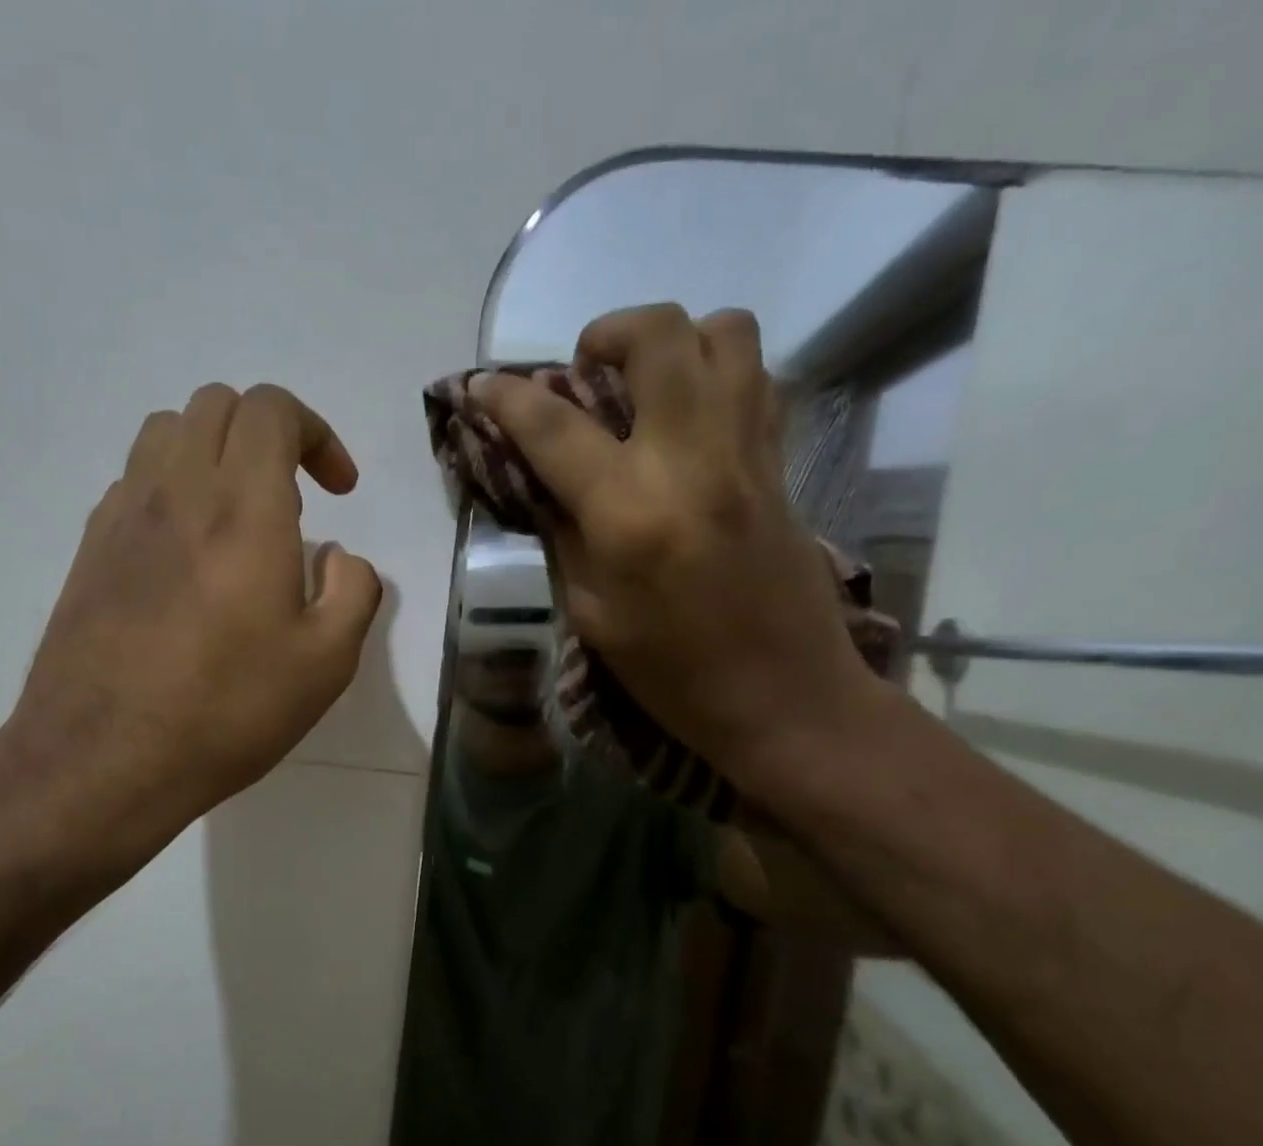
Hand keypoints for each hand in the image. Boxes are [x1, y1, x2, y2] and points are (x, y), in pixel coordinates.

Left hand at [0, 383, 381, 877]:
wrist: (104, 758)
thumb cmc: (227, 710)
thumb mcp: (326, 664)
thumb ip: (353, 592)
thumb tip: (340, 558)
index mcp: (244, 507)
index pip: (272, 409)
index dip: (315, 433)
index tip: (338, 491)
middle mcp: (177, 490)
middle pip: (217, 406)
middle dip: (268, 435)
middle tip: (294, 499)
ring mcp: (123, 515)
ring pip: (167, 433)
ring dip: (214, 453)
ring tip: (238, 518)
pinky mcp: (90, 548)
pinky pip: (134, 482)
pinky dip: (172, 489)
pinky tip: (187, 556)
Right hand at [472, 304, 880, 787]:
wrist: (784, 695)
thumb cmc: (672, 673)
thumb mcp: (592, 614)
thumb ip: (563, 533)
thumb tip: (542, 478)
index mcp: (629, 512)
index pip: (554, 427)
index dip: (506, 397)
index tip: (478, 385)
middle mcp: (693, 460)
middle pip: (658, 336)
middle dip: (606, 333)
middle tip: (584, 371)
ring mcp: (748, 453)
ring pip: (725, 333)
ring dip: (674, 339)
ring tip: (645, 383)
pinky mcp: (781, 463)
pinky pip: (757, 378)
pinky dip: (716, 373)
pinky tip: (690, 417)